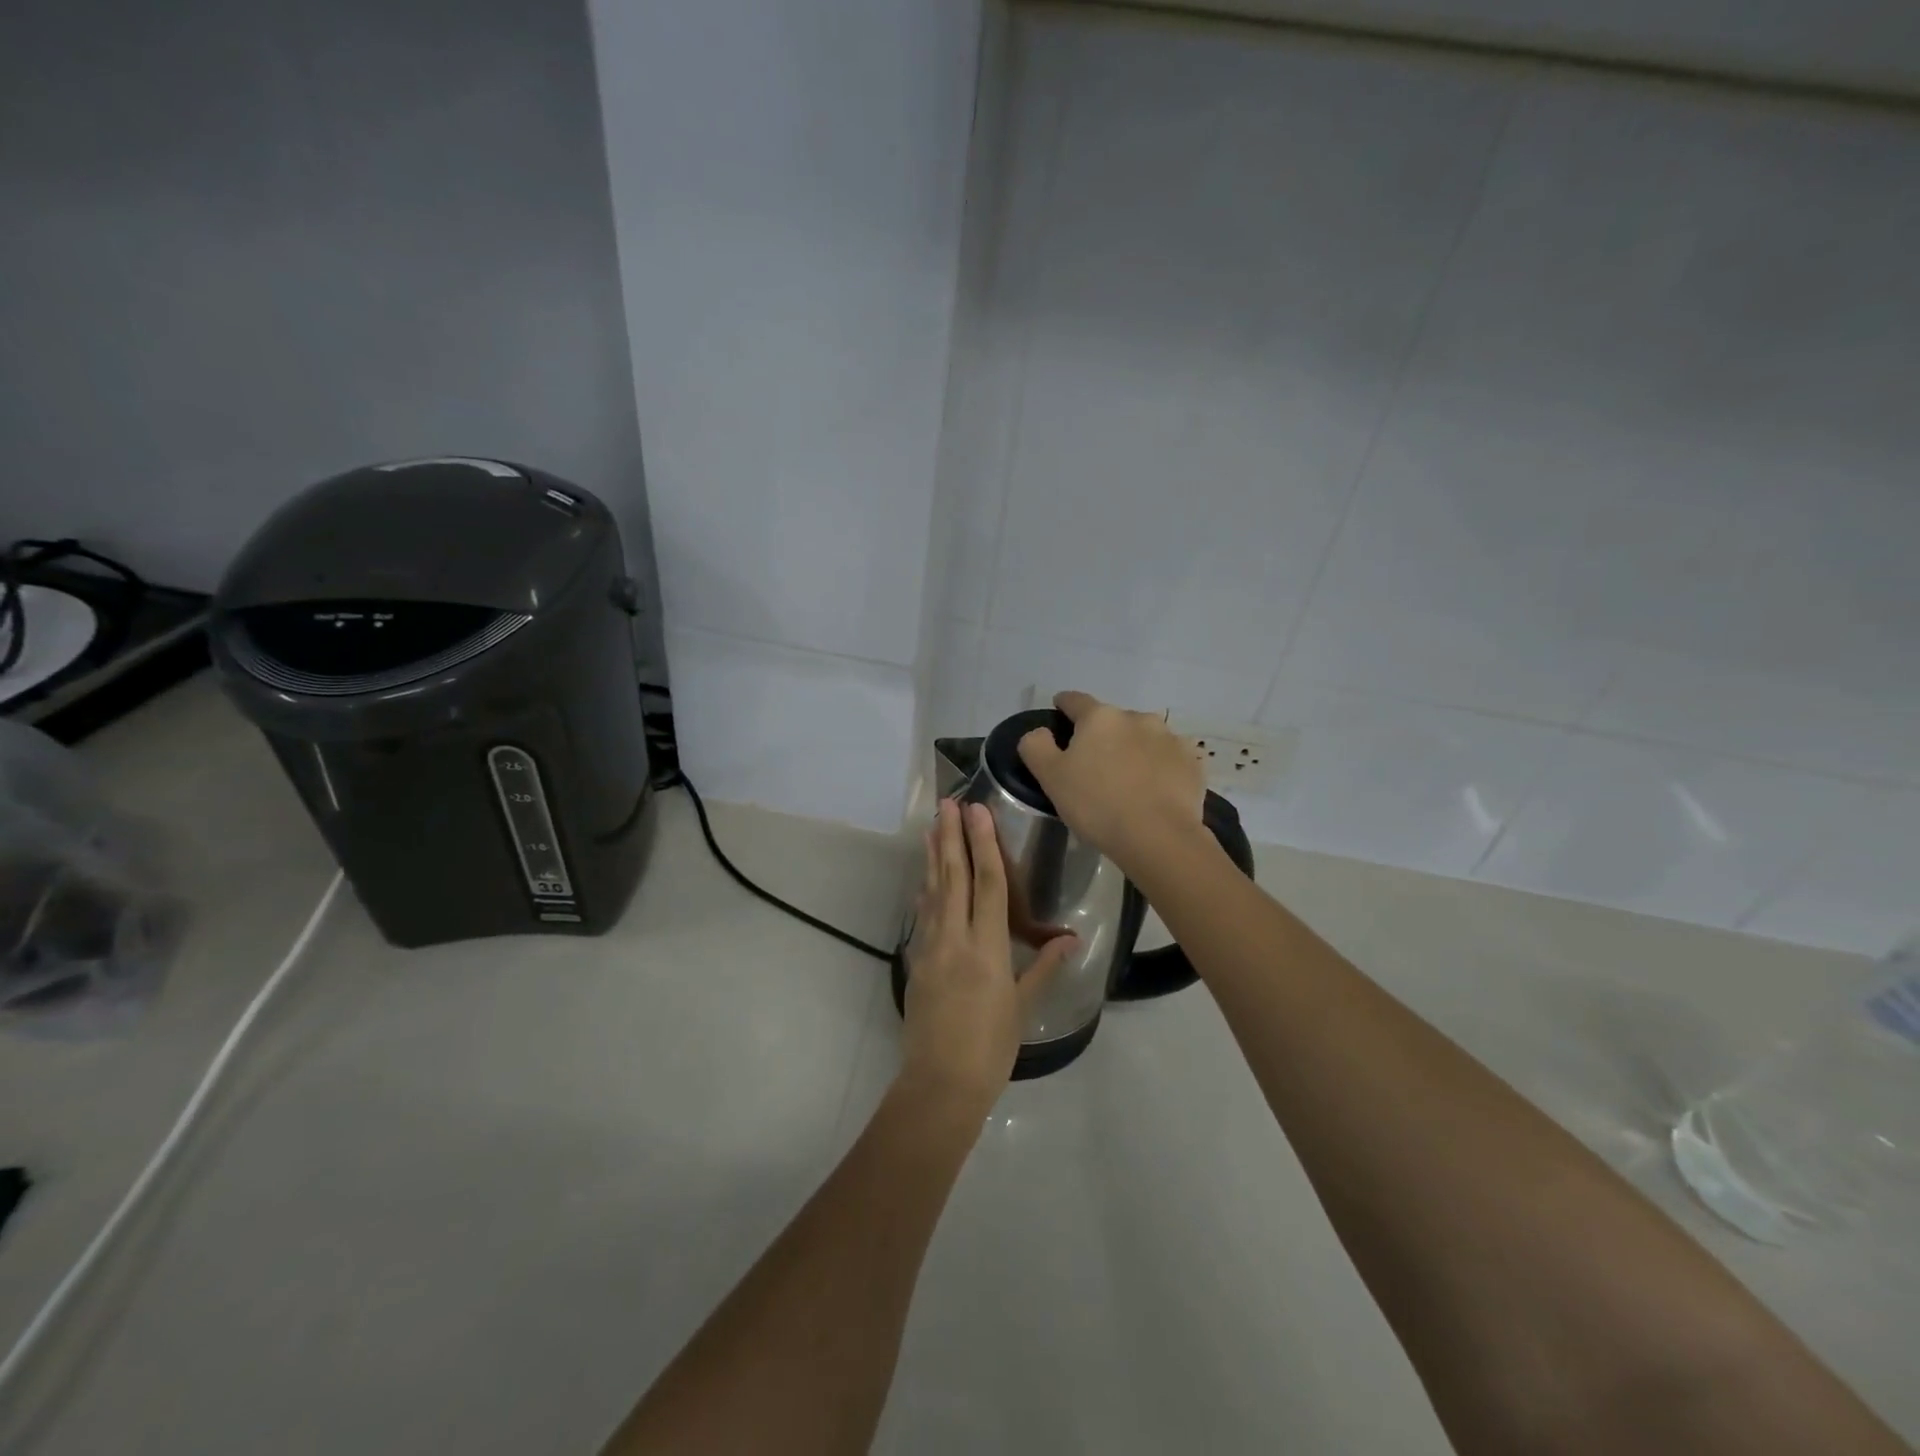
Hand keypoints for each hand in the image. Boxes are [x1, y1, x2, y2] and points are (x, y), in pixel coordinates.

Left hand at [901, 800, 1076, 1117]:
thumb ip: (1043, 967)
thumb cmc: (991, 1048)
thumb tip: (1071, 938)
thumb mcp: (1022, 1006)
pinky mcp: (916, 962)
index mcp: (987, 948)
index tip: (977, 811)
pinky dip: (925, 891)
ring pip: (933, 891)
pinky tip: (924, 879)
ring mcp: (930, 949)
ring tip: (932, 827)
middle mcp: (955, 939)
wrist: (940, 1084)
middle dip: (952, 836)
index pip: (988, 885)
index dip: (984, 844)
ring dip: (933, 856)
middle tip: (947, 803)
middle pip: (953, 877)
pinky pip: (923, 917)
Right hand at [1016, 690, 1204, 873]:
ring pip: (1143, 737)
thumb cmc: (1097, 804)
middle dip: (1102, 736)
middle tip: (1094, 765)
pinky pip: (1168, 758)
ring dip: (1133, 750)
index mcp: (1100, 717)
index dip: (1063, 706)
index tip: (1059, 714)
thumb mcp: (1050, 778)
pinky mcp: (1192, 762)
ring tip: (1128, 780)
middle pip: (1112, 721)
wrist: (1159, 837)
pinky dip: (1159, 767)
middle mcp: (1137, 717)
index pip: (1075, 700)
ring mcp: (1170, 738)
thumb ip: (1036, 747)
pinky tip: (1154, 791)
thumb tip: (1040, 732)